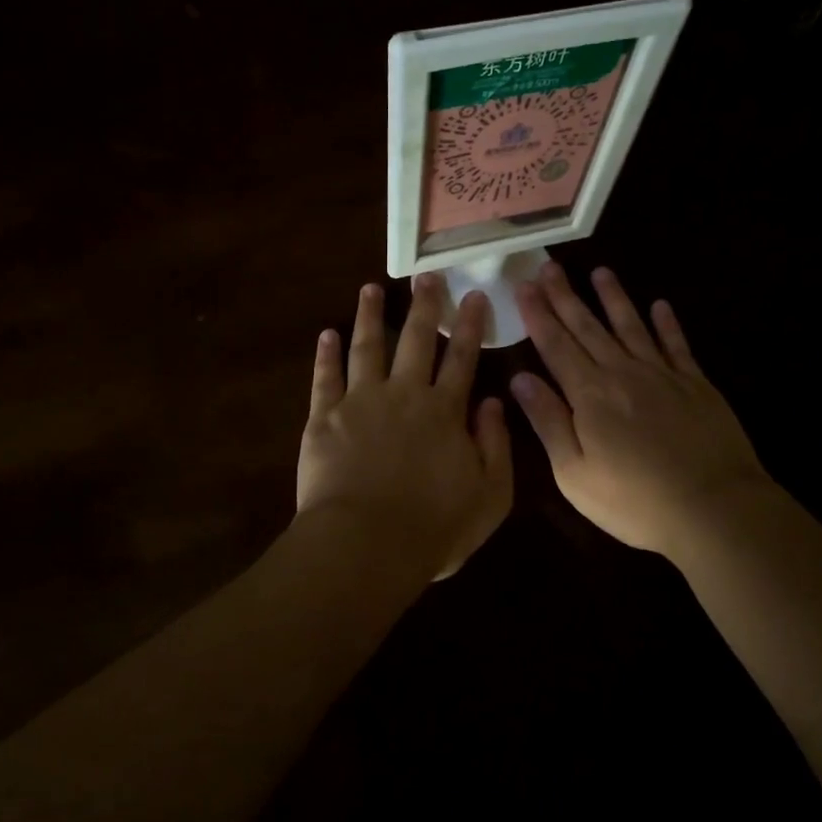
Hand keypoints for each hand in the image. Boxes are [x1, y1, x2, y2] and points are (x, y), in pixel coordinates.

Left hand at [298, 275, 512, 581]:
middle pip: (416, 340)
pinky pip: (325, 377)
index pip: (462, 359)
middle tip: (427, 276)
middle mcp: (404, 394)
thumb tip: (494, 402)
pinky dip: (326, 354)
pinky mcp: (324, 417)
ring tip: (370, 289)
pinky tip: (327, 333)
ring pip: (367, 347)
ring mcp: (361, 401)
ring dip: (370, 316)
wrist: (366, 545)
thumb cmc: (434, 528)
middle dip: (424, 305)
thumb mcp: (490, 495)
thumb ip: (496, 445)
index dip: (469, 326)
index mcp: (444, 411)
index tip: (473, 295)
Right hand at [511, 262, 771, 557]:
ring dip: (614, 298)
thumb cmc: (635, 501)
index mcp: (590, 395)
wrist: (714, 508)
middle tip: (549, 266)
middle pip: (588, 327)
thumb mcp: (575, 473)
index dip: (538, 315)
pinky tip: (660, 305)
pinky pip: (677, 345)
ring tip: (601, 272)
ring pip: (631, 326)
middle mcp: (623, 373)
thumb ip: (548, 422)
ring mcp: (663, 375)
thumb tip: (520, 379)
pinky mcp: (696, 385)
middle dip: (566, 296)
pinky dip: (667, 324)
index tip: (524, 286)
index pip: (556, 345)